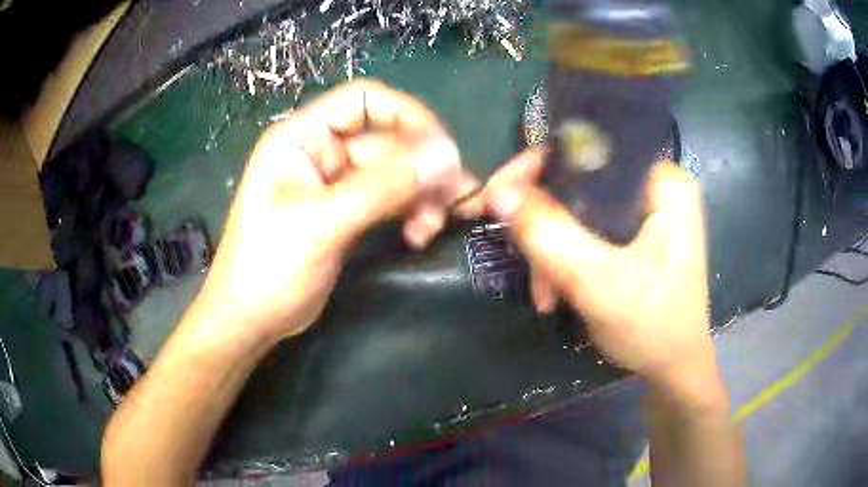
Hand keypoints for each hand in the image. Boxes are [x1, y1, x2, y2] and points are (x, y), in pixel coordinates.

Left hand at [193, 80, 478, 345]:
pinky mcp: (347, 212)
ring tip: (433, 226)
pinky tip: (420, 234)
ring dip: (421, 194)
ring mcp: (335, 183)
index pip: (364, 100)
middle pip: (387, 140)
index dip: (408, 114)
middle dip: (421, 168)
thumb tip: (447, 157)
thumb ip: (383, 188)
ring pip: (394, 172)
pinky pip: (390, 198)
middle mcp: (321, 151)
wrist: (250, 320)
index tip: (444, 149)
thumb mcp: (322, 224)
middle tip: (453, 200)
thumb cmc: (268, 267)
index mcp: (302, 137)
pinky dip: (410, 211)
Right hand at [483, 149, 715, 389]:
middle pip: (580, 180)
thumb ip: (549, 235)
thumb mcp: (598, 283)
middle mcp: (655, 187)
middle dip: (543, 222)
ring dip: (551, 249)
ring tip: (544, 294)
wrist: (673, 370)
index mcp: (663, 182)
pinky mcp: (635, 236)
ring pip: (578, 209)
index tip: (500, 196)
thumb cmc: (653, 327)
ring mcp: (645, 213)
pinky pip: (586, 231)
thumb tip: (498, 193)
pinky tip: (555, 293)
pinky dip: (564, 259)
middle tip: (518, 253)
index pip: (590, 149)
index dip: (540, 166)